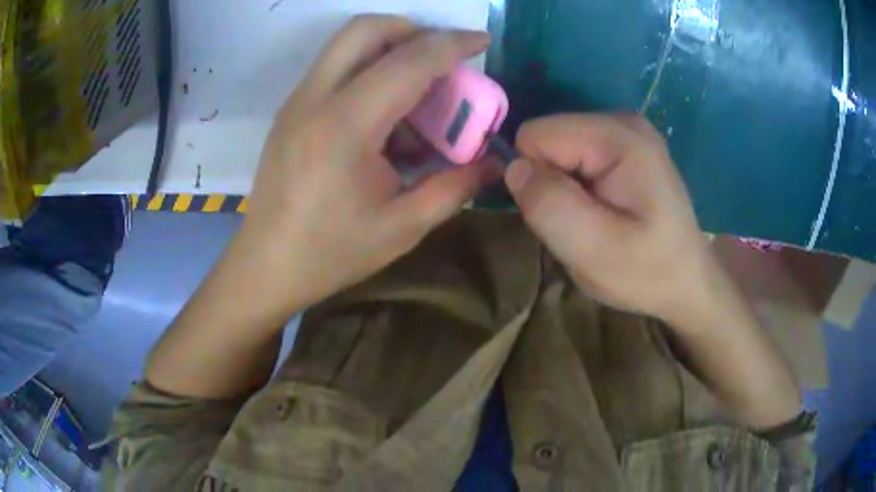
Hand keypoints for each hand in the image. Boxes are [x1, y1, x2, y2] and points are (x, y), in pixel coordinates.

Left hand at [238, 16, 496, 313]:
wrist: (266, 267)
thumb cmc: (331, 253)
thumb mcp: (402, 227)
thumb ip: (455, 187)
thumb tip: (495, 163)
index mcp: (345, 126)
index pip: (408, 62)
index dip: (452, 44)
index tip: (483, 40)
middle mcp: (315, 99)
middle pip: (365, 29)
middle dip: (413, 30)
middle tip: (442, 59)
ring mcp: (297, 101)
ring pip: (346, 43)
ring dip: (389, 47)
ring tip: (418, 88)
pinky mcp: (291, 110)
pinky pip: (334, 67)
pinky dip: (368, 69)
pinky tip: (385, 114)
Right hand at [505, 114, 716, 321]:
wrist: (687, 282)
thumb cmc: (647, 272)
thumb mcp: (594, 251)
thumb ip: (549, 204)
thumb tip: (512, 167)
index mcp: (618, 137)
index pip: (536, 136)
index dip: (534, 179)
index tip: (559, 217)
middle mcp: (621, 121)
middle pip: (547, 139)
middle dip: (550, 184)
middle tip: (581, 224)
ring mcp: (626, 132)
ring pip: (558, 150)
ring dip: (563, 189)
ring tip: (594, 221)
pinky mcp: (626, 147)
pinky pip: (575, 158)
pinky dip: (578, 187)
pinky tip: (604, 211)